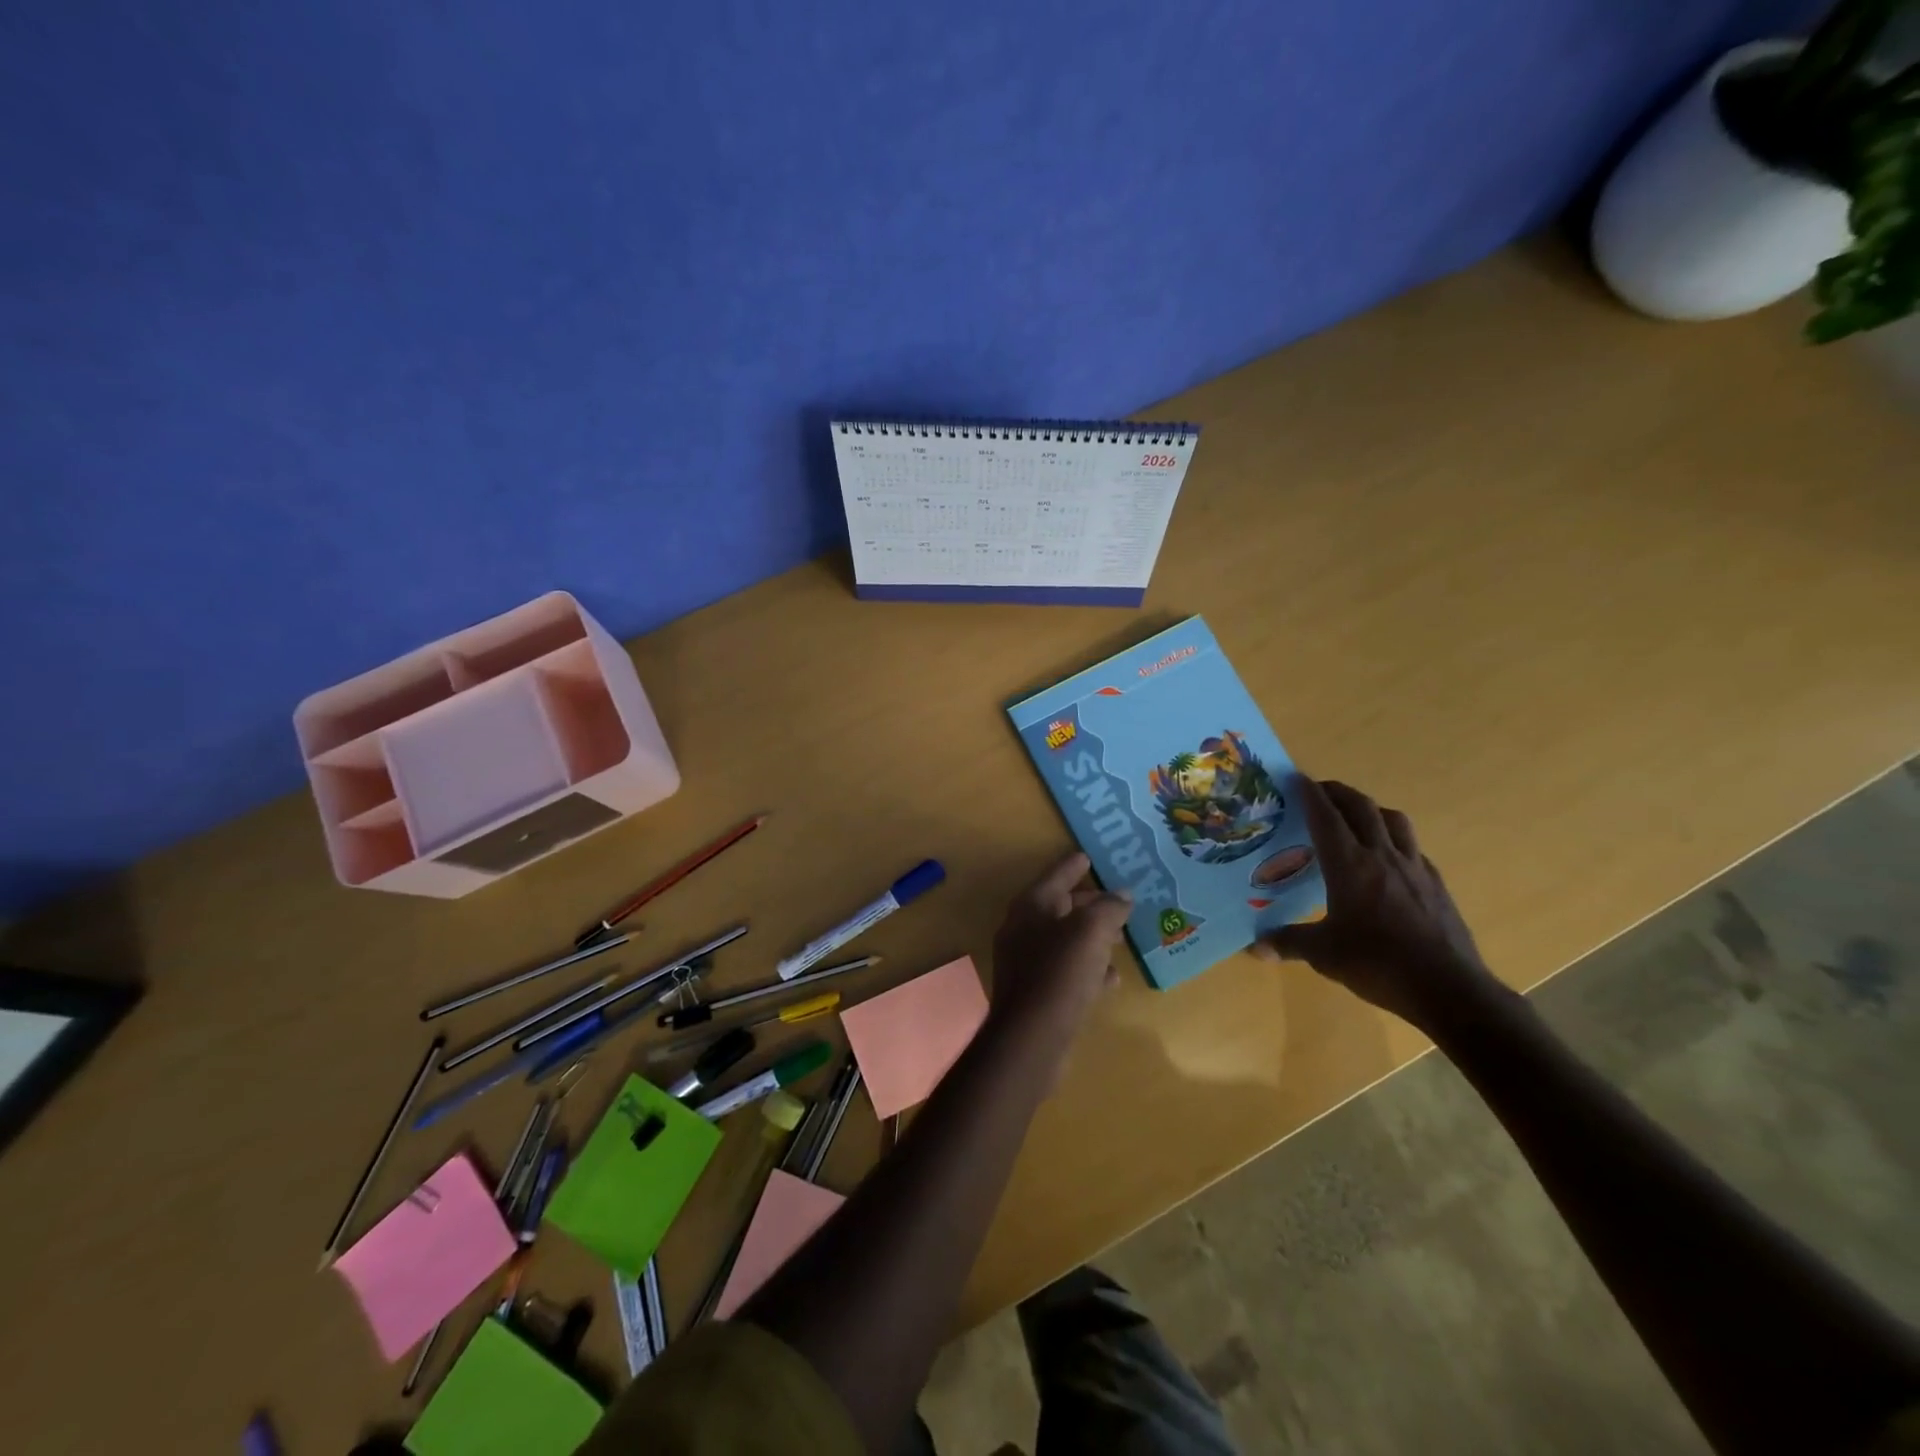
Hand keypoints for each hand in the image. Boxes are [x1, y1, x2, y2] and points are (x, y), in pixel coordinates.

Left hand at [989, 852, 1131, 1042]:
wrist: (1031, 1037)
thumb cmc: (1060, 973)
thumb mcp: (1090, 932)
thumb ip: (1108, 908)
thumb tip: (1122, 895)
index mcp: (1031, 906)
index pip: (1056, 875)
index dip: (1074, 865)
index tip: (1089, 855)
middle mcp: (1023, 929)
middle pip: (1060, 907)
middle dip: (1090, 904)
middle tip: (1118, 902)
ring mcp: (1027, 962)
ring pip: (1065, 940)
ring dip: (1092, 938)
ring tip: (1120, 940)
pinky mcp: (1036, 992)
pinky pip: (1066, 970)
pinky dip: (1088, 968)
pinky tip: (1110, 978)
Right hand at [1252, 778, 1499, 1031]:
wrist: (1449, 988)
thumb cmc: (1378, 964)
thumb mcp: (1324, 955)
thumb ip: (1289, 942)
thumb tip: (1255, 947)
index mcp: (1349, 865)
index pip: (1326, 817)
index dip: (1310, 794)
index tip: (1297, 777)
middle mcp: (1382, 856)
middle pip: (1362, 808)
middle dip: (1339, 792)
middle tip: (1321, 789)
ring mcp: (1414, 868)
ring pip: (1394, 821)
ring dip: (1372, 809)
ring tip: (1357, 815)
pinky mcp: (1436, 885)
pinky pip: (1413, 849)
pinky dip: (1396, 841)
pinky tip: (1389, 859)